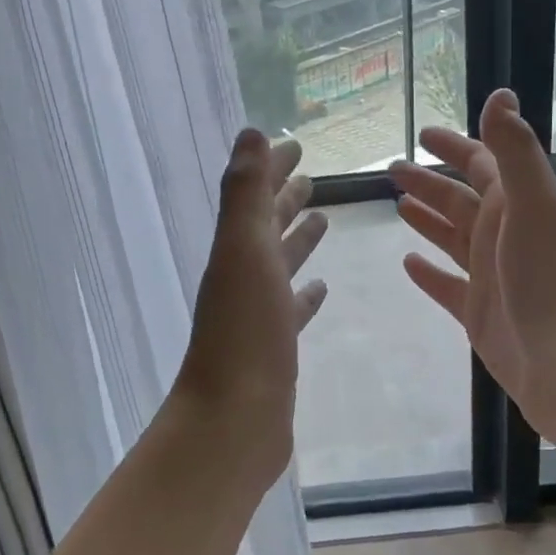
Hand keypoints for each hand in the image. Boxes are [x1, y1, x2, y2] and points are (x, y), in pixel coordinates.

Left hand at [174, 130, 329, 481]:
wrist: (234, 421)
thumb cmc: (245, 331)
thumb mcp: (244, 250)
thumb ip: (247, 192)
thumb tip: (250, 132)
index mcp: (236, 250)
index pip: (256, 196)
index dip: (273, 169)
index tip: (296, 146)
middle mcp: (243, 276)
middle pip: (266, 227)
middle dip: (284, 199)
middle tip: (311, 177)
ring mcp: (258, 314)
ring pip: (280, 265)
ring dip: (297, 241)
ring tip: (321, 221)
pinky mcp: (275, 347)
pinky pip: (291, 310)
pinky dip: (304, 295)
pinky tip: (320, 290)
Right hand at [389, 90, 555, 454]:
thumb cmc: (552, 280)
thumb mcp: (533, 205)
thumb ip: (514, 150)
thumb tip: (501, 93)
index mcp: (519, 206)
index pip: (483, 163)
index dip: (455, 146)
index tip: (422, 134)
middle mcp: (505, 235)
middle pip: (461, 199)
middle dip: (429, 182)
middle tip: (392, 170)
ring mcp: (492, 276)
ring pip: (453, 238)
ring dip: (428, 219)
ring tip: (397, 205)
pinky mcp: (480, 314)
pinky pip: (448, 285)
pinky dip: (429, 273)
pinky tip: (408, 263)